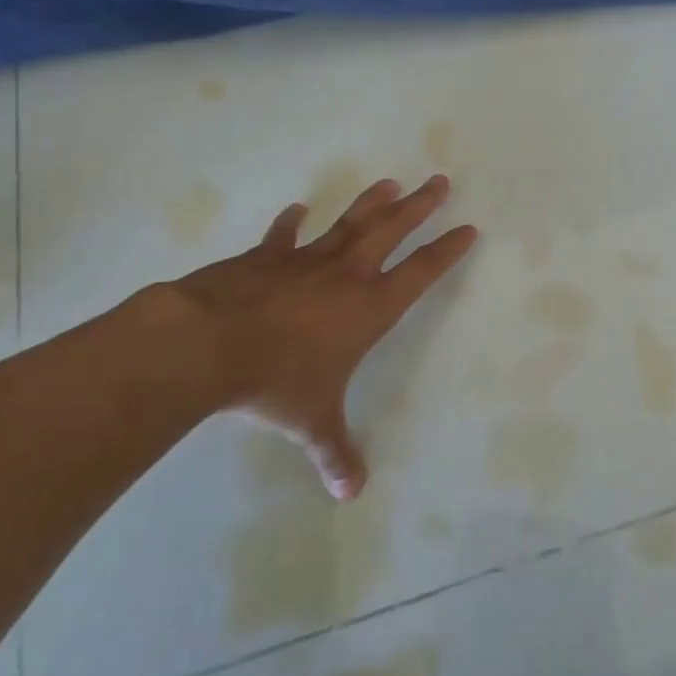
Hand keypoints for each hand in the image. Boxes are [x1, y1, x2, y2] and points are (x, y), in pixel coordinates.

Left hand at [123, 175, 476, 499]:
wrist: (207, 344)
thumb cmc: (275, 381)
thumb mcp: (312, 421)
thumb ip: (335, 452)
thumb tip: (350, 495)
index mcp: (369, 308)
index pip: (421, 272)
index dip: (447, 250)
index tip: (468, 228)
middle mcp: (346, 275)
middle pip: (392, 230)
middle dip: (419, 206)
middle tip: (439, 180)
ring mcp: (305, 260)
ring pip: (348, 223)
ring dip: (370, 203)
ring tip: (389, 183)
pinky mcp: (265, 258)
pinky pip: (283, 236)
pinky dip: (290, 222)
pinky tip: (297, 208)